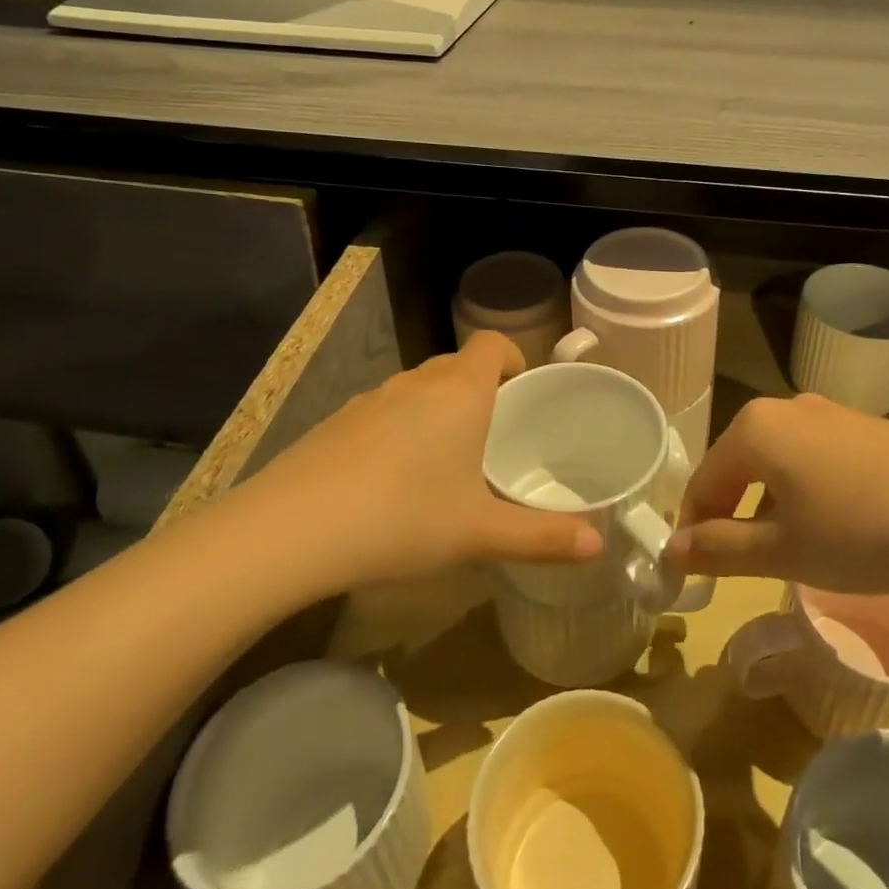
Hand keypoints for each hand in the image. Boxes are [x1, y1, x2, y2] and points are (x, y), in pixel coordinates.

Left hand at [231, 333, 601, 590]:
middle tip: (492, 438)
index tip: (521, 393)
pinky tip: (388, 482)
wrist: (290, 530)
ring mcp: (370, 399)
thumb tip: (598, 545)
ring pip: (416, 389)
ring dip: (436, 411)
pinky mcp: (335, 423)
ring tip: (442, 464)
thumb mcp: (479, 534)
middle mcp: (416, 383)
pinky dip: (397, 431)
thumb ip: (543, 538)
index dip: (512, 358)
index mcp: (460, 392)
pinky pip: (382, 413)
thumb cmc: (402, 518)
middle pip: (457, 365)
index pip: (493, 344)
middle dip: (479, 391)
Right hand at [667, 393, 888, 593]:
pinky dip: (804, 492)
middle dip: (731, 516)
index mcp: (754, 429)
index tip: (695, 574)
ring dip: (768, 506)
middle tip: (741, 566)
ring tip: (789, 551)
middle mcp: (784, 408)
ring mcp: (828, 412)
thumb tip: (672, 551)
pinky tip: (833, 526)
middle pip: (737, 467)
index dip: (694, 531)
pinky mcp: (862, 426)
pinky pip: (812, 458)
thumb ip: (720, 550)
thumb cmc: (862, 530)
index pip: (703, 482)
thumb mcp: (783, 551)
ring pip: (776, 463)